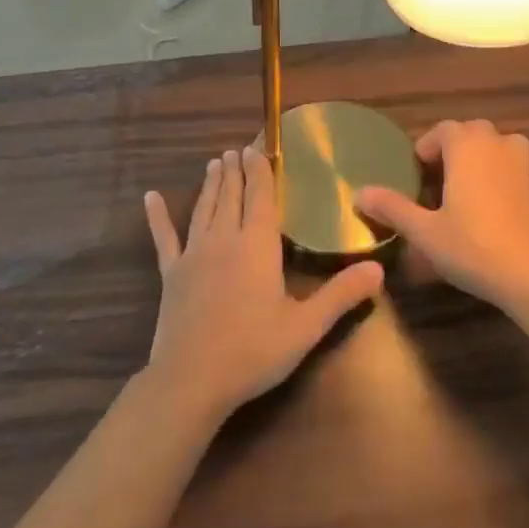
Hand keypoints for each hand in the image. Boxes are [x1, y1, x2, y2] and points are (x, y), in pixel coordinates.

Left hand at [143, 148, 385, 422]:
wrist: (191, 380)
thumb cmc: (253, 351)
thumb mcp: (306, 326)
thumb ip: (341, 295)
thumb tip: (378, 270)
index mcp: (257, 245)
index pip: (261, 197)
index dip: (261, 170)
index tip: (258, 147)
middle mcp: (224, 239)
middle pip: (231, 196)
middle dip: (235, 170)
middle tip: (236, 150)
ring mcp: (193, 254)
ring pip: (204, 209)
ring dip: (211, 184)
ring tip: (214, 163)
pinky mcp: (171, 274)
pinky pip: (164, 238)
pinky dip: (158, 216)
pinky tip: (150, 197)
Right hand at [356, 120, 528, 316]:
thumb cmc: (472, 247)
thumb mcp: (424, 232)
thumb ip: (393, 208)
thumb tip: (359, 193)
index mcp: (466, 149)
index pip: (444, 129)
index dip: (427, 144)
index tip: (415, 167)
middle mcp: (495, 147)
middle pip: (472, 131)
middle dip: (452, 145)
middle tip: (434, 174)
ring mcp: (520, 166)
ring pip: (497, 143)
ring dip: (479, 152)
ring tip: (462, 180)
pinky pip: (512, 163)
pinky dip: (497, 170)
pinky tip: (485, 202)